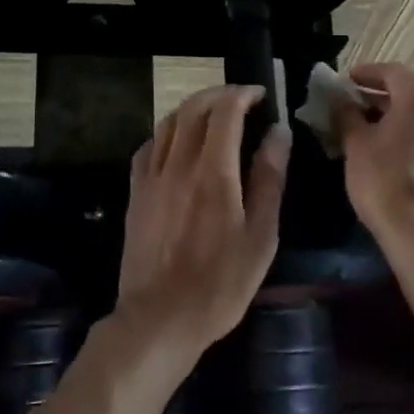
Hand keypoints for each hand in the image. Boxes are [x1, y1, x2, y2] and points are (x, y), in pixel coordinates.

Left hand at [118, 86, 289, 356]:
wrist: (159, 319)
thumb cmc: (221, 283)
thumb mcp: (260, 236)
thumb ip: (268, 179)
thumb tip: (278, 133)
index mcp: (213, 172)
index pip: (224, 112)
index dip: (242, 94)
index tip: (260, 94)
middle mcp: (178, 164)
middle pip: (193, 109)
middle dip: (218, 94)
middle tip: (240, 99)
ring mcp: (151, 178)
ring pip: (167, 123)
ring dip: (192, 109)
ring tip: (212, 115)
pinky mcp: (135, 194)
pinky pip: (148, 147)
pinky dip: (167, 133)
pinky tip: (178, 144)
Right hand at [334, 63, 413, 256]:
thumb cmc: (383, 178)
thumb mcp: (356, 142)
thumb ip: (347, 113)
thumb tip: (340, 99)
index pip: (390, 71)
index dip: (364, 73)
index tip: (344, 80)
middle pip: (408, 87)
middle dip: (379, 91)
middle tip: (351, 99)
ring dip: (393, 109)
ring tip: (363, 120)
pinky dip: (407, 125)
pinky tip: (384, 140)